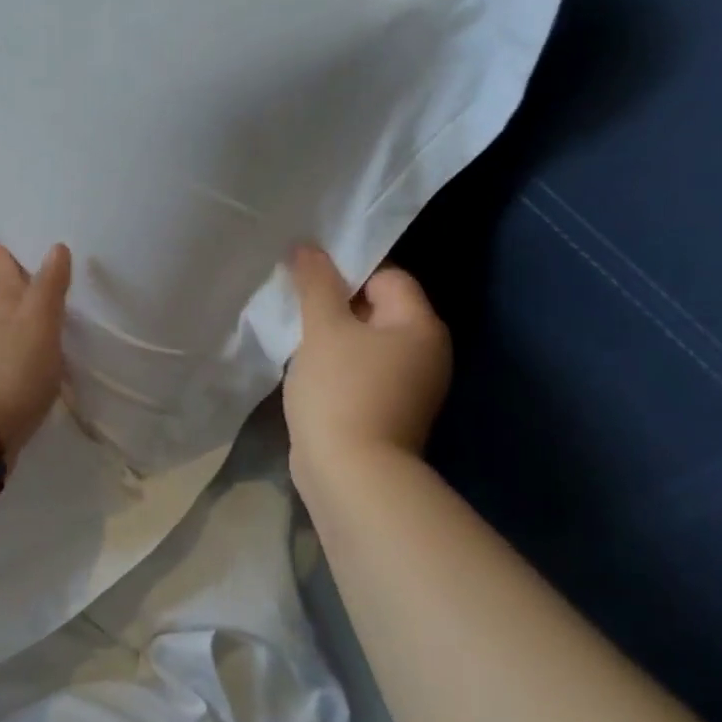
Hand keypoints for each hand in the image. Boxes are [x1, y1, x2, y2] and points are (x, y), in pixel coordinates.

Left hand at [0, 244, 71, 462]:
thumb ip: (48, 289)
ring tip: (24, 320)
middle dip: (4, 290)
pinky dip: (13, 362)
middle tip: (7, 272)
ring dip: (9, 326)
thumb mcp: (37, 324)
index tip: (0, 245)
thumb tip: (56, 246)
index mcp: (4, 315)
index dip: (6, 263)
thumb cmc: (13, 371)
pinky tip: (23, 369)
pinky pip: (4, 369)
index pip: (6, 281)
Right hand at [284, 244, 451, 484]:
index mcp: (421, 325)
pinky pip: (362, 372)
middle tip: (296, 304)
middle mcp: (426, 352)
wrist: (351, 475)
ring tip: (296, 335)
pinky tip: (307, 370)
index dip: (347, 271)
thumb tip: (308, 247)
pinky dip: (338, 366)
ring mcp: (410, 386)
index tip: (307, 278)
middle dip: (335, 304)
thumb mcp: (323, 328)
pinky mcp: (389, 411)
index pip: (388, 276)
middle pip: (377, 309)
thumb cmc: (341, 390)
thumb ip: (316, 283)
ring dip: (333, 337)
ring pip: (366, 343)